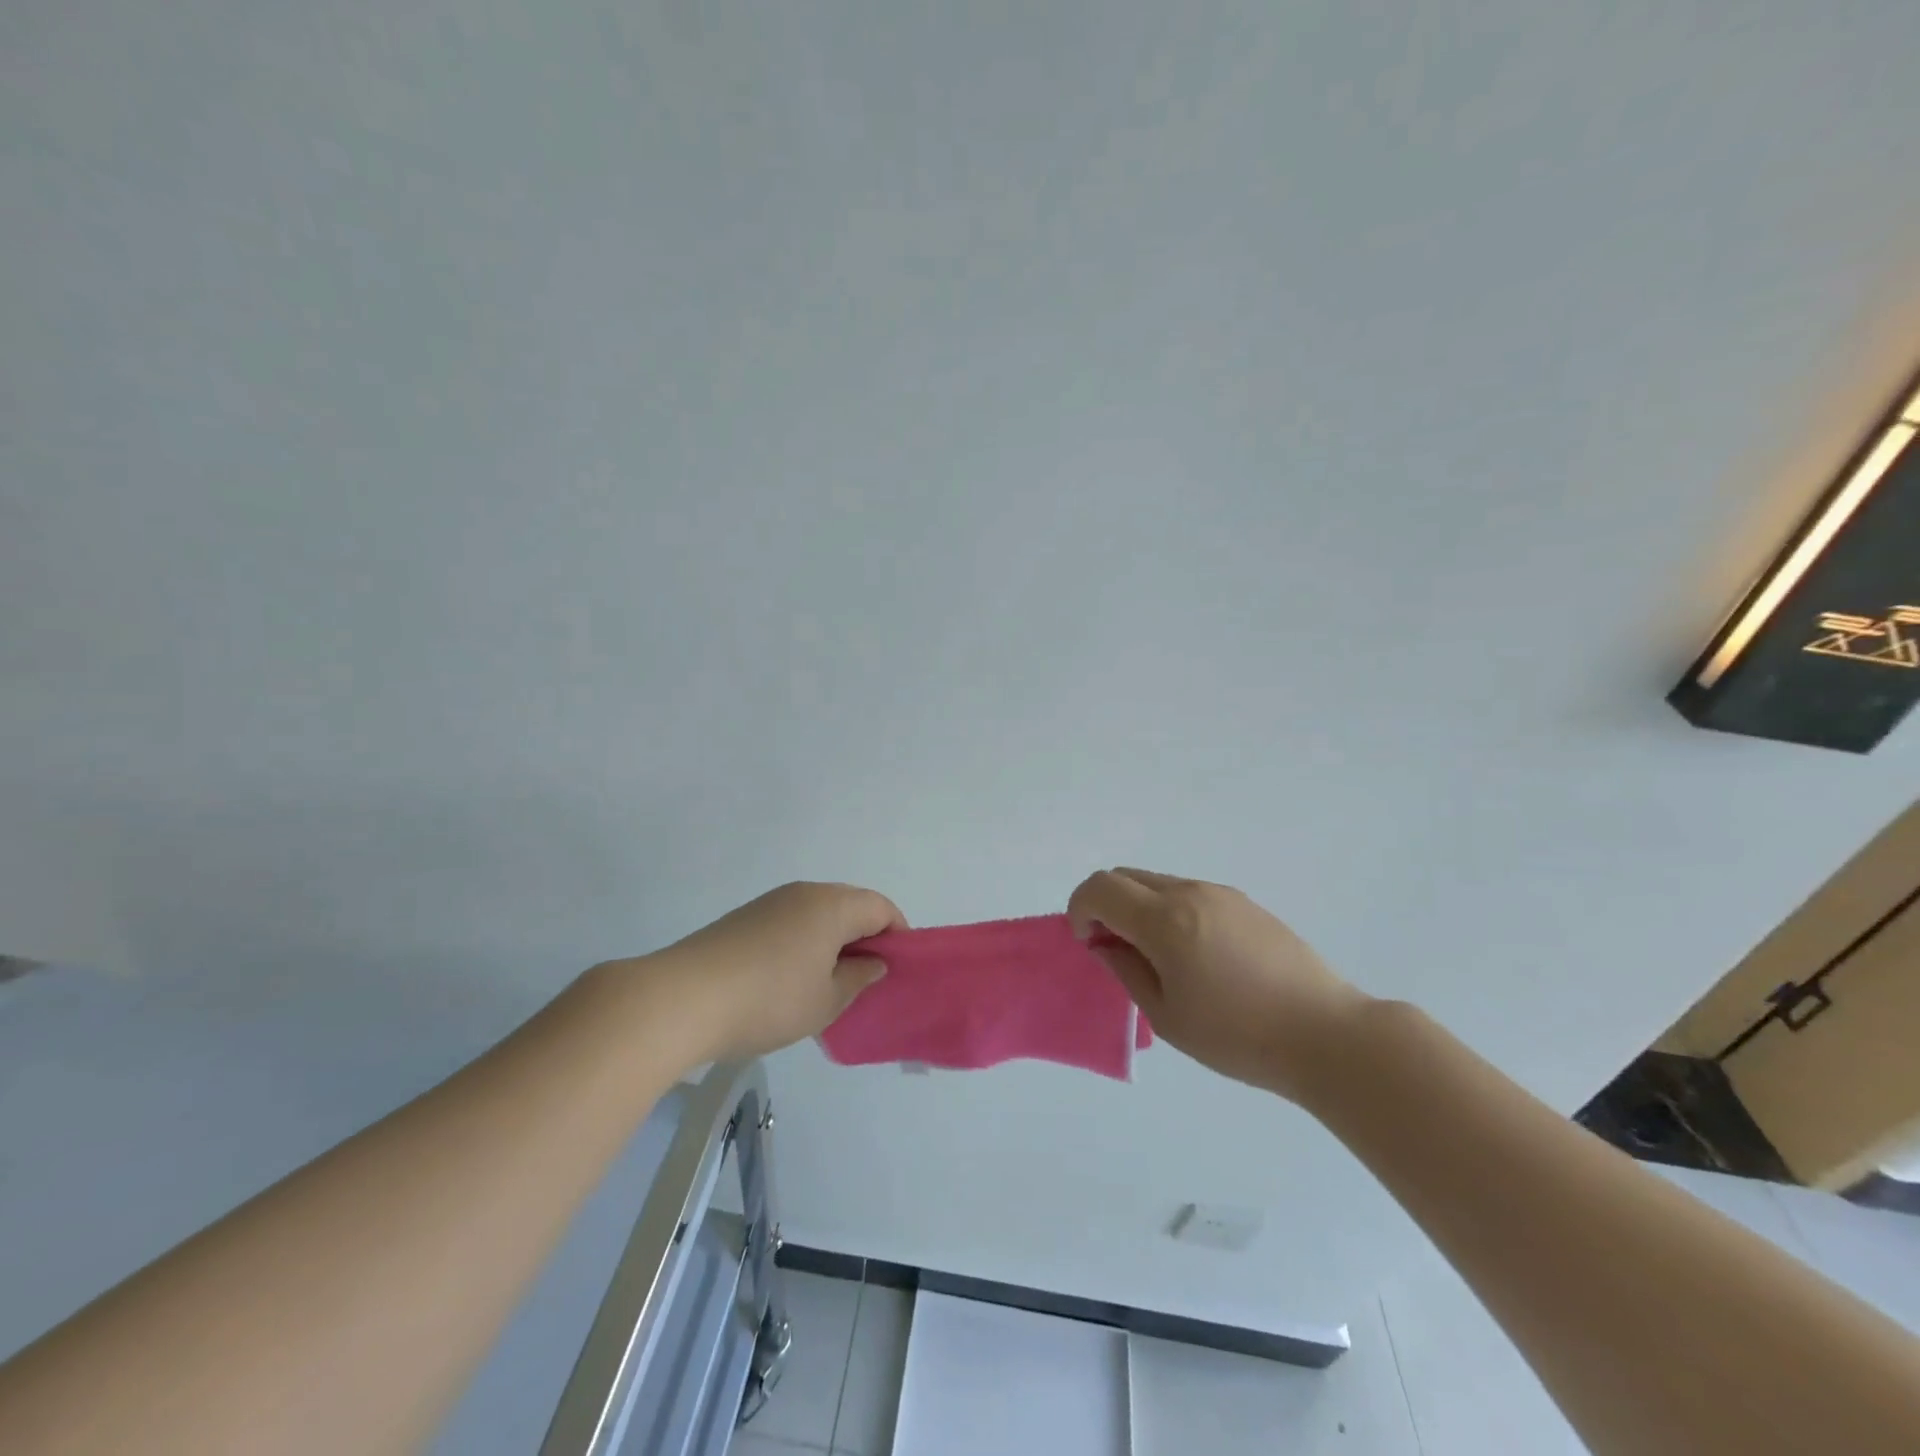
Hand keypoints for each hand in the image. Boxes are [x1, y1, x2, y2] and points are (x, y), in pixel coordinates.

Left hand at [620, 882, 904, 1062]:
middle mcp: (805, 892)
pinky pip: (792, 922)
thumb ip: (858, 978)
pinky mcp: (745, 917)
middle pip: (851, 905)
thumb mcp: (826, 1001)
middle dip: (866, 937)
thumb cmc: (769, 1000)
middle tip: (866, 979)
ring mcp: (771, 902)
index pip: (881, 907)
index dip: (898, 935)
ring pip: (819, 914)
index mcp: (833, 905)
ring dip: (833, 941)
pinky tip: (791, 980)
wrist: (683, 998)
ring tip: (828, 984)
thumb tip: (873, 962)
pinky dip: (805, 943)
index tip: (897, 969)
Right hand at [1068, 867, 1367, 1101]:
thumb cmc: (1238, 1036)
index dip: (1079, 909)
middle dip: (1105, 904)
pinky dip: (1169, 910)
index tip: (1086, 942)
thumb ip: (1126, 970)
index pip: (1100, 888)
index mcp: (1165, 919)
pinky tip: (1195, 955)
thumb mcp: (1166, 1015)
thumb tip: (1105, 944)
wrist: (1326, 1035)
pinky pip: (1189, 893)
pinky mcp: (1245, 903)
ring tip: (1157, 957)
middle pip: (1125, 876)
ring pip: (1157, 882)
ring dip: (1138, 906)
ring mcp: (1221, 894)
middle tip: (1114, 948)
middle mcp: (1190, 892)